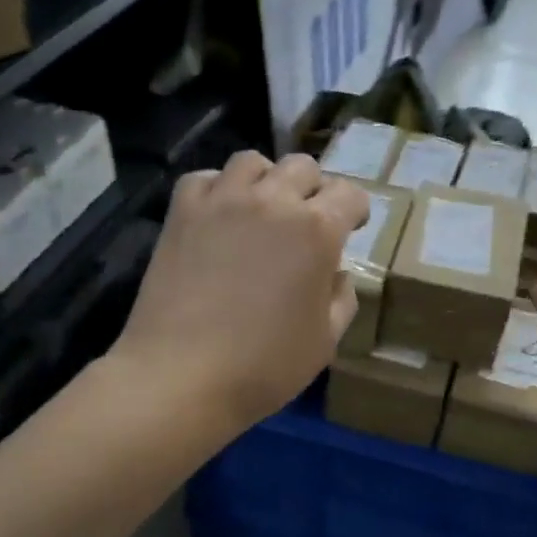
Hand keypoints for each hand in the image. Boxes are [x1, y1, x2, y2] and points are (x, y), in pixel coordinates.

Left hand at [111, 151, 369, 432]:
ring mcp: (222, 201)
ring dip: (265, 180)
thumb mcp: (324, 342)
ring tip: (261, 210)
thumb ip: (341, 299)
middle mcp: (273, 201)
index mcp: (317, 230)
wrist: (182, 375)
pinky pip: (205, 178)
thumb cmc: (263, 367)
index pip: (349, 194)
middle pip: (302, 167)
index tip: (351, 228)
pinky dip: (218, 189)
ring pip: (252, 162)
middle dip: (313, 190)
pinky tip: (218, 216)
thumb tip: (335, 274)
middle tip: (306, 222)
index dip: (355, 211)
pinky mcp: (182, 213)